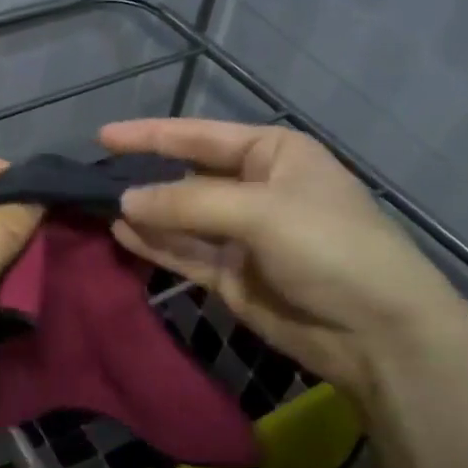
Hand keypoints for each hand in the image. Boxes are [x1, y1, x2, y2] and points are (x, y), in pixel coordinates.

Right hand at [100, 119, 467, 408]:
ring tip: (95, 207)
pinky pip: (184, 252)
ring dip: (143, 213)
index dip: (150, 135)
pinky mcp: (231, 275)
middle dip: (143, 176)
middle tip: (90, 179)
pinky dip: (154, 245)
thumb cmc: (330, 248)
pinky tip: (121, 234)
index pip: (199, 136)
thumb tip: (123, 202)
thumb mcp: (260, 212)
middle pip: (186, 176)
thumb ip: (187, 203)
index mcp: (273, 153)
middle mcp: (254, 188)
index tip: (103, 136)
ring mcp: (241, 234)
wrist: (377, 332)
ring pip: (179, 217)